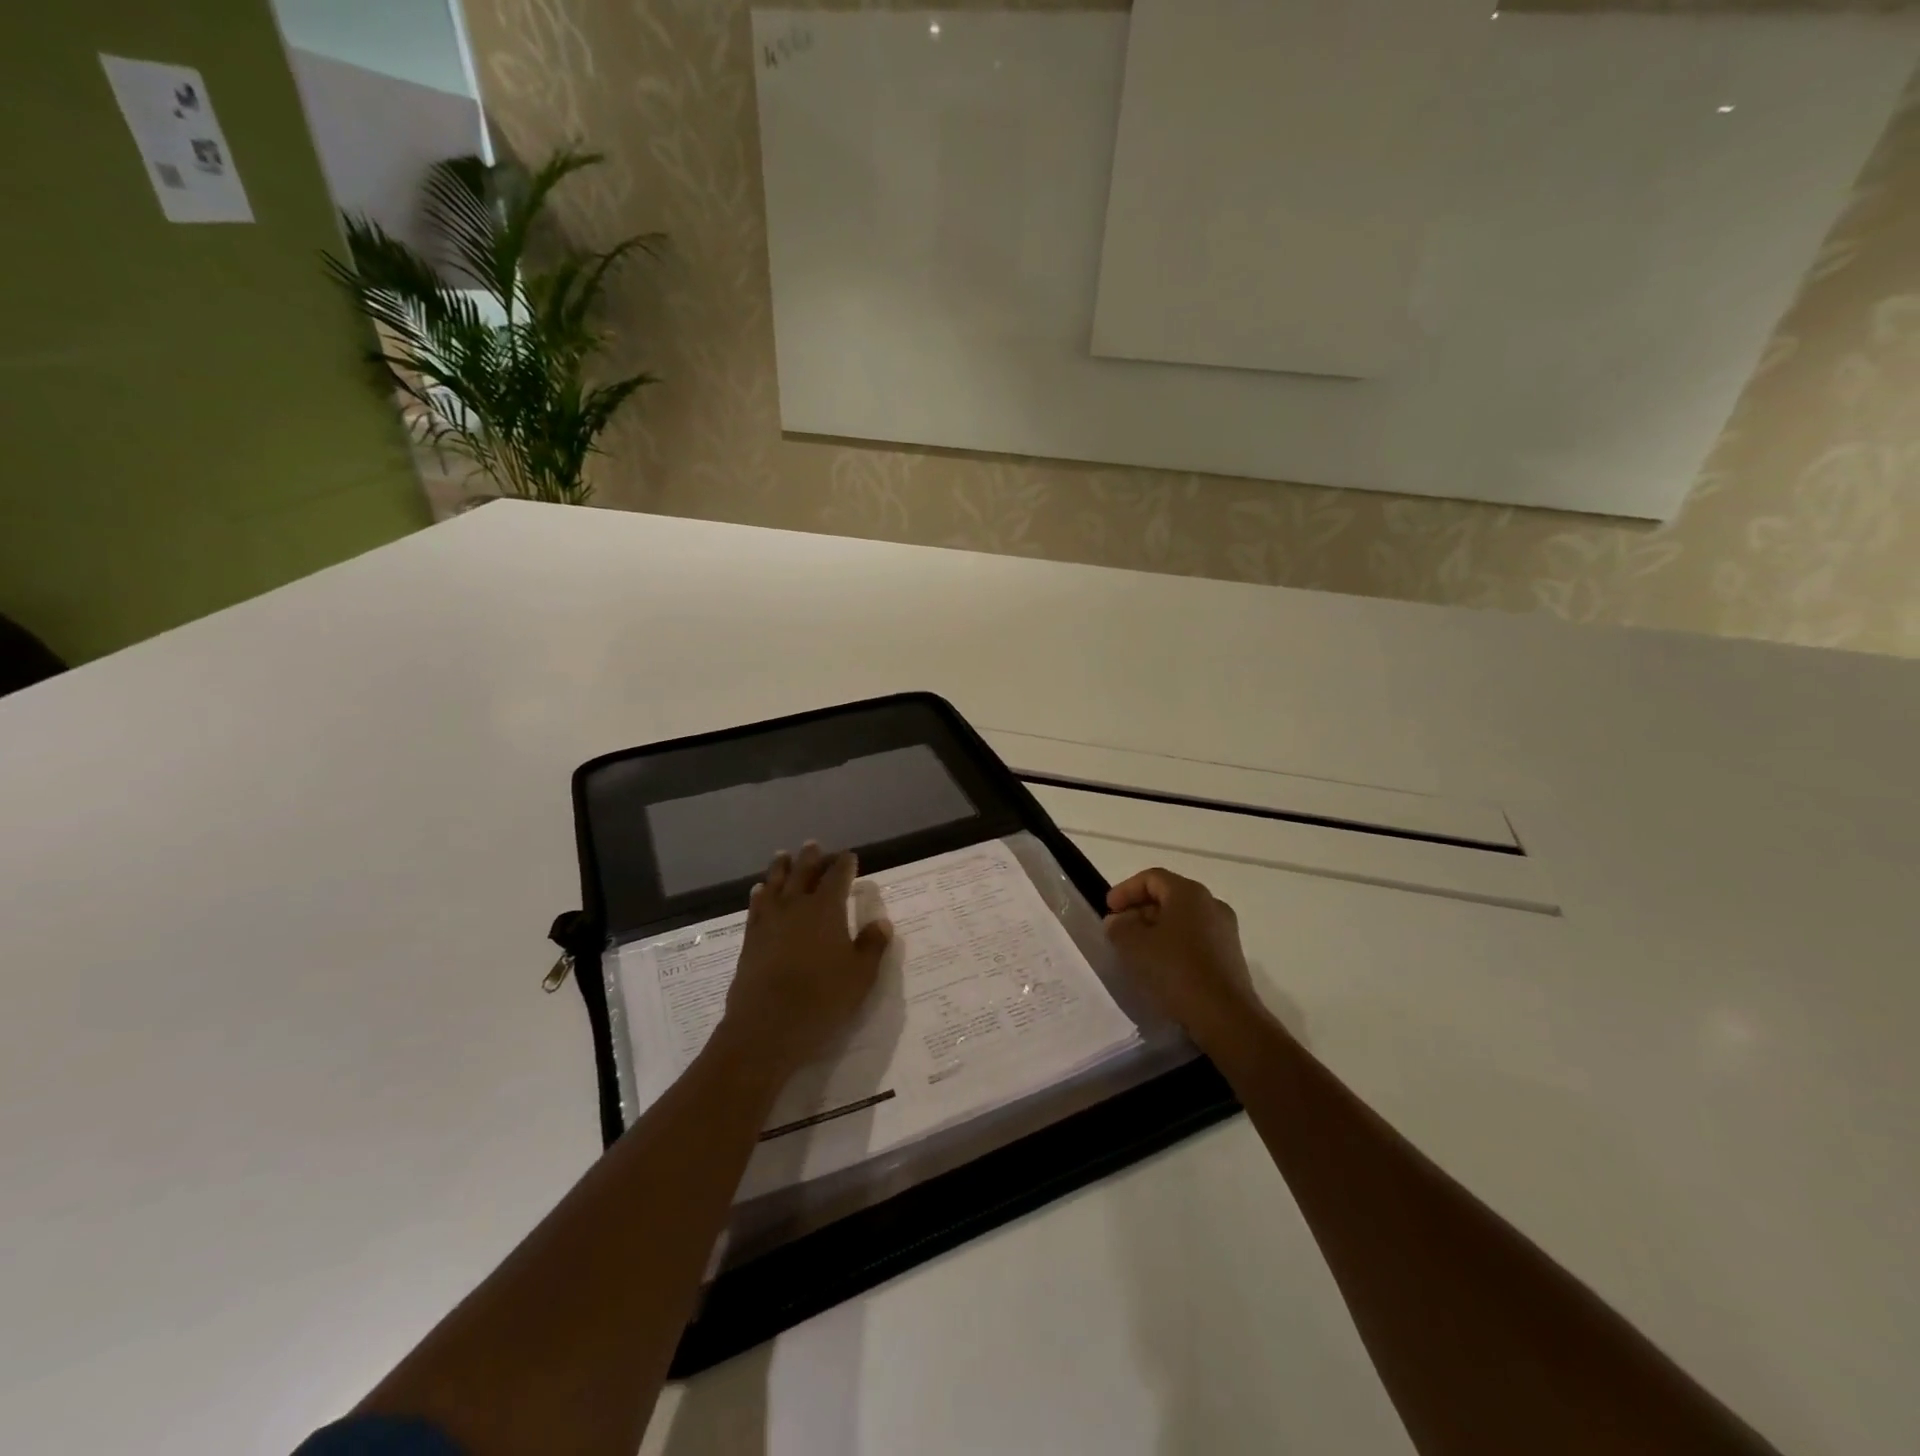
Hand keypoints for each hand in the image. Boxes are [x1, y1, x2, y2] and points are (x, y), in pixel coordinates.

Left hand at [720, 843, 892, 1080]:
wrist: (768, 1026)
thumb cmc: (823, 998)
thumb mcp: (861, 975)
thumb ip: (872, 945)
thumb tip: (882, 922)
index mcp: (826, 909)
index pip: (838, 877)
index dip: (845, 864)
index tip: (850, 856)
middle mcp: (796, 906)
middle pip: (803, 873)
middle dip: (811, 858)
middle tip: (814, 844)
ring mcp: (770, 921)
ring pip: (775, 884)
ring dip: (781, 868)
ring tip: (783, 856)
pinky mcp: (750, 939)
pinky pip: (756, 907)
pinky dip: (759, 894)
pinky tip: (759, 890)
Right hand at [1104, 867, 1261, 1052]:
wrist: (1225, 1016)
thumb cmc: (1176, 970)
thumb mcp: (1135, 946)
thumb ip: (1119, 927)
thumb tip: (1118, 921)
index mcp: (1189, 893)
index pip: (1151, 878)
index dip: (1125, 890)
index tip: (1108, 910)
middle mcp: (1211, 904)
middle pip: (1168, 896)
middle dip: (1139, 910)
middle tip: (1118, 930)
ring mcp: (1224, 930)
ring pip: (1181, 918)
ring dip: (1155, 928)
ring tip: (1135, 950)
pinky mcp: (1229, 954)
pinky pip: (1194, 938)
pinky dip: (1172, 943)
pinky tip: (1159, 965)